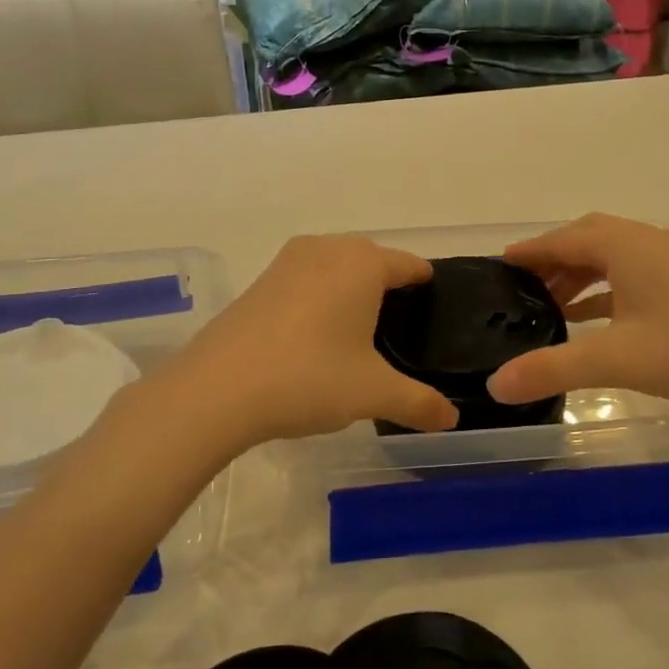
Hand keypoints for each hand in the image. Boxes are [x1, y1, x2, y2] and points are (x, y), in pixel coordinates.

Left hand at [148, 236, 457, 451]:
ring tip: (361, 332)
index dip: (425, 285)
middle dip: (388, 286)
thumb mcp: (373, 394)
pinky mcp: (260, 281)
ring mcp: (288, 262)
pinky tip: (316, 335)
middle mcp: (327, 249)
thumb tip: (452, 418)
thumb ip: (419, 403)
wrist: (217, 389)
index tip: (434, 306)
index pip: (409, 265)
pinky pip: (305, 280)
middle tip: (402, 328)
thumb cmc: (309, 378)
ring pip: (335, 266)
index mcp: (363, 264)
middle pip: (371, 260)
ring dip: (350, 289)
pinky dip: (319, 298)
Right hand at [486, 215, 668, 421]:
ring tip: (551, 306)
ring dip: (580, 276)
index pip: (564, 238)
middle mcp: (648, 242)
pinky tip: (597, 320)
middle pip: (587, 240)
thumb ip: (553, 369)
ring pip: (613, 258)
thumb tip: (495, 384)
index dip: (530, 251)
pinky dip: (607, 290)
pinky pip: (634, 275)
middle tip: (521, 288)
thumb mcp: (618, 360)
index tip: (498, 264)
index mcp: (627, 246)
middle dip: (553, 260)